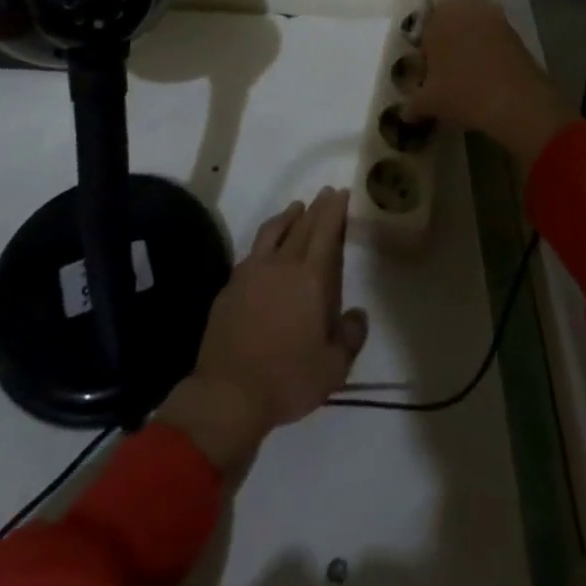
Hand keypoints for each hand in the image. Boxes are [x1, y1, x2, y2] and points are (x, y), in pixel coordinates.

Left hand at [158, 188, 367, 475]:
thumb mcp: (333, 368)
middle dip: (316, 207)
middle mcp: (281, 264)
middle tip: (325, 193)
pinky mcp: (231, 286)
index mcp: (310, 278)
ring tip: (296, 207)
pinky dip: (266, 241)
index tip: (341, 192)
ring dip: (287, 216)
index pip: (325, 232)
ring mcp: (252, 272)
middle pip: (301, 225)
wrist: (228, 393)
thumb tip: (358, 315)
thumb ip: (350, 337)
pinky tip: (267, 249)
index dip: (334, 210)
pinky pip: (253, 252)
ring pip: (273, 231)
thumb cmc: (287, 379)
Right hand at [405, 0, 575, 171]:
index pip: (424, 30)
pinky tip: (489, 74)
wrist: (516, 100)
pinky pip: (493, 36)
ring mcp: (492, 15)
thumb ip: (412, 104)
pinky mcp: (514, 29)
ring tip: (470, 75)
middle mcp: (463, 8)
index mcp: (436, 18)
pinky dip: (489, 50)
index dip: (426, 54)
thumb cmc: (462, 93)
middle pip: (449, 22)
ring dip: (470, 43)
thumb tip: (405, 113)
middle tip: (448, 73)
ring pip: (473, 27)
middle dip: (447, 42)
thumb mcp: (429, 103)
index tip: (430, 76)